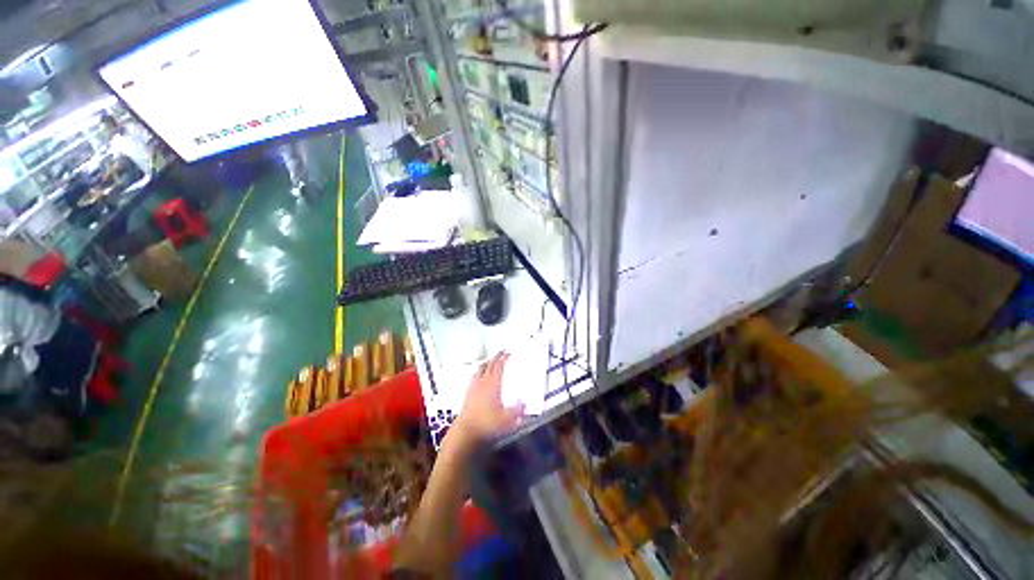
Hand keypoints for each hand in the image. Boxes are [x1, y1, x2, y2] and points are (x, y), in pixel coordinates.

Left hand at [450, 352, 523, 447]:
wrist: (467, 430)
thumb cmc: (487, 423)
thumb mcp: (508, 419)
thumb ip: (517, 410)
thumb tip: (524, 403)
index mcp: (492, 385)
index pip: (498, 367)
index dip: (503, 358)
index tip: (507, 352)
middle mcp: (481, 384)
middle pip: (487, 366)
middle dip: (494, 358)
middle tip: (500, 354)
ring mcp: (472, 389)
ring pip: (478, 371)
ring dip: (485, 365)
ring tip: (488, 363)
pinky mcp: (467, 396)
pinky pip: (473, 379)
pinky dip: (478, 374)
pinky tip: (478, 379)